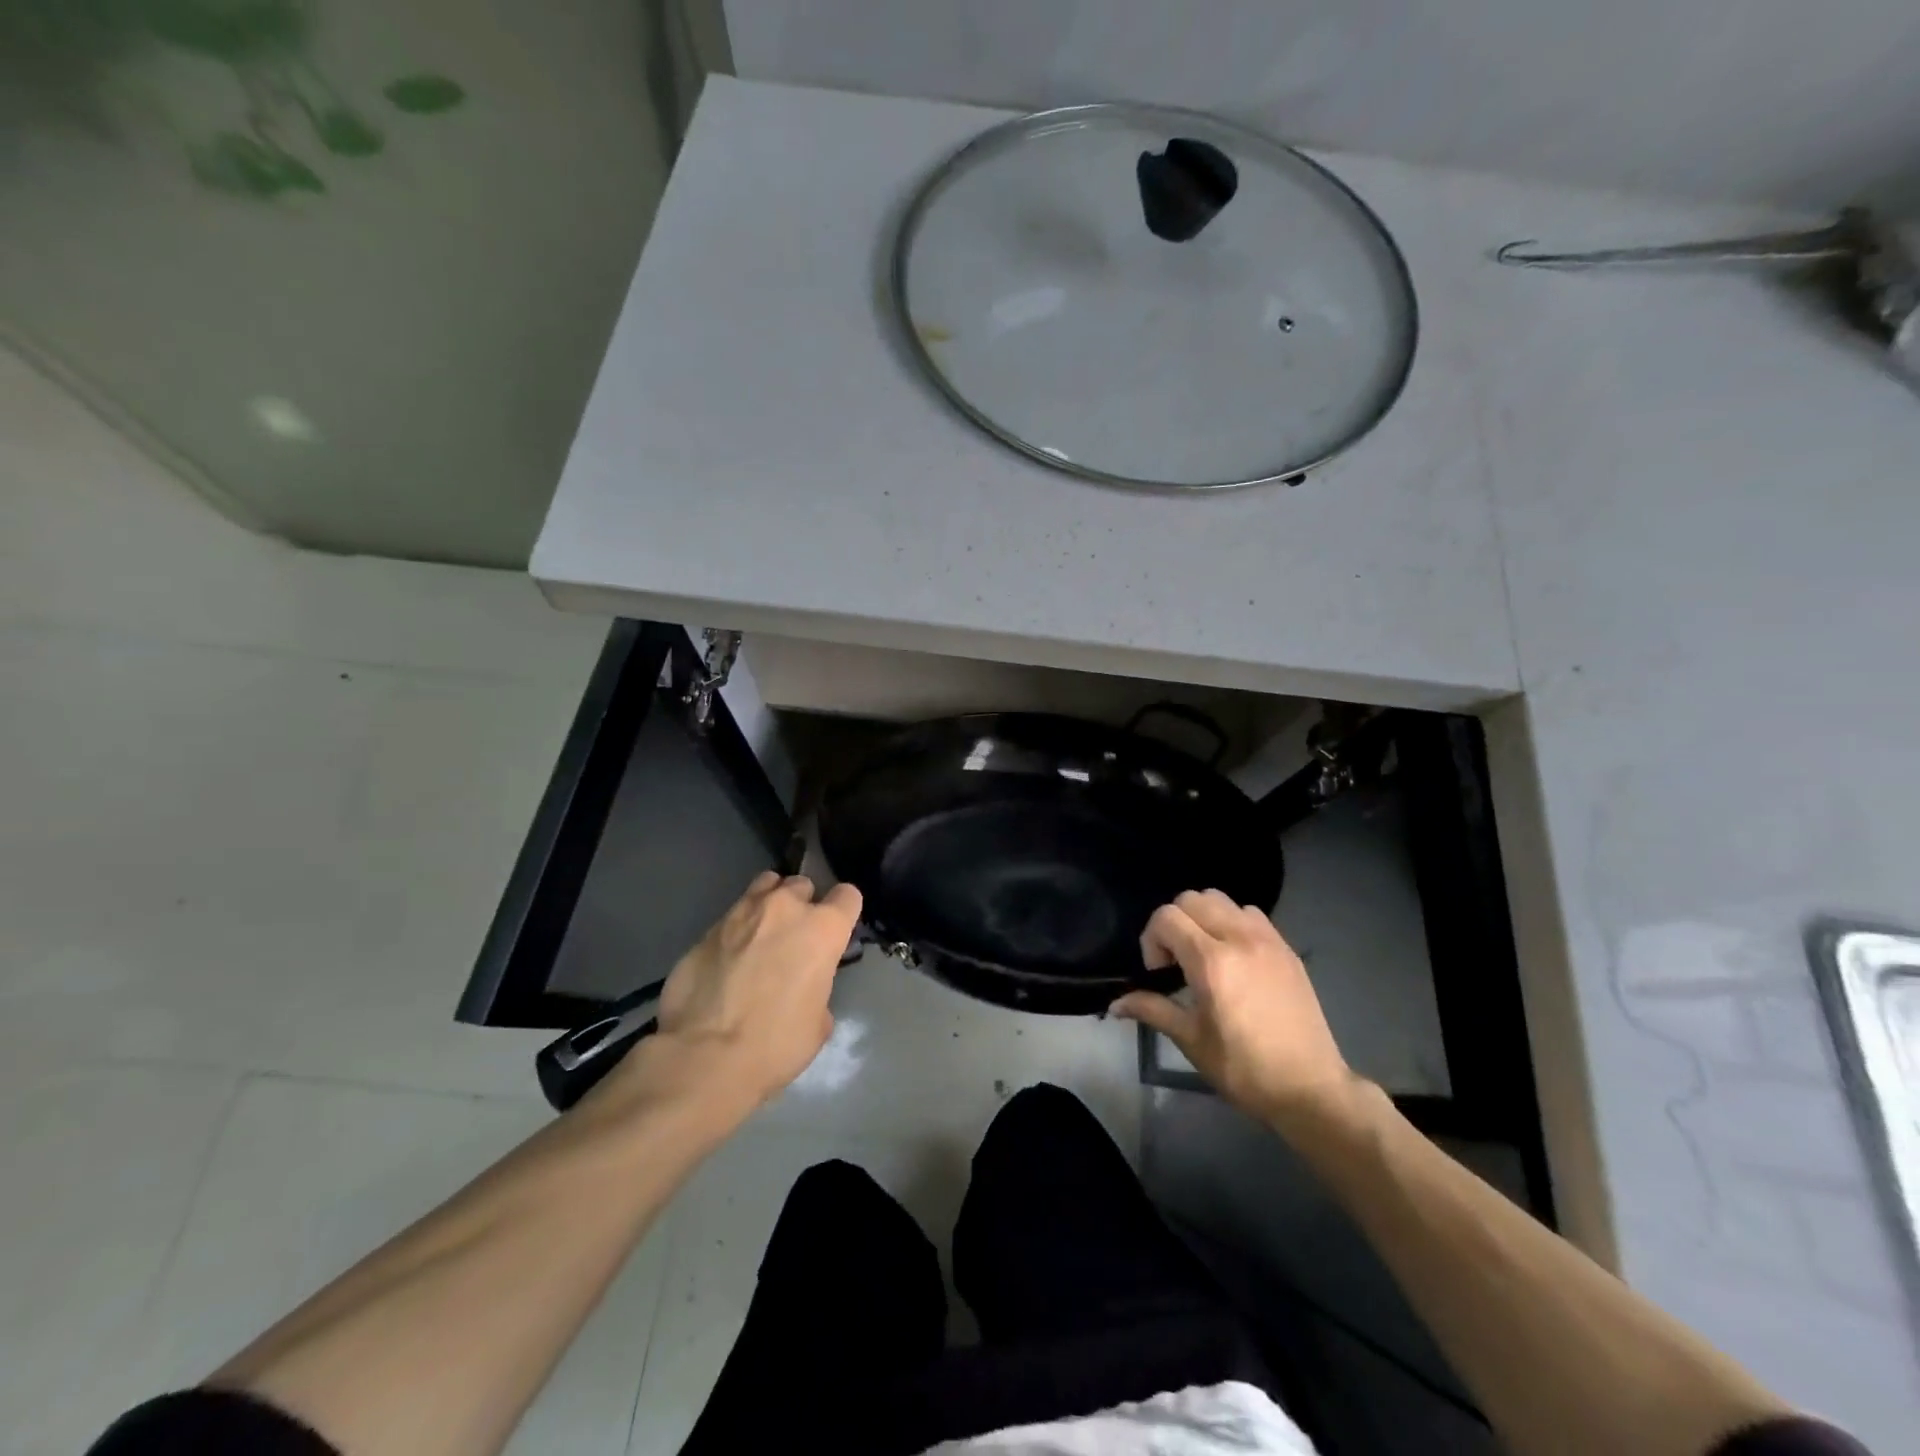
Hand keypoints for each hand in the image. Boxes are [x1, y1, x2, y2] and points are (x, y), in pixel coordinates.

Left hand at [641, 871, 862, 1108]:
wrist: (705, 1056)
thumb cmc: (776, 1044)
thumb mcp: (818, 1023)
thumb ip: (817, 988)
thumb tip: (803, 989)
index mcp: (822, 929)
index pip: (848, 896)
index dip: (843, 912)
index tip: (835, 932)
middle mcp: (785, 908)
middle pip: (802, 885)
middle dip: (802, 905)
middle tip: (794, 937)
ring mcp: (741, 913)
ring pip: (764, 887)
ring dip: (768, 905)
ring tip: (761, 933)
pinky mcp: (706, 929)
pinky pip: (731, 917)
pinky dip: (735, 931)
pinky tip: (728, 959)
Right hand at [1111, 889, 1358, 1130]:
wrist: (1310, 1089)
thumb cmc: (1244, 1069)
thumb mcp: (1191, 1040)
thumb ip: (1152, 1009)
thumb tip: (1115, 1004)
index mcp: (1212, 961)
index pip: (1166, 917)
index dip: (1152, 940)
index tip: (1160, 973)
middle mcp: (1239, 939)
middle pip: (1192, 898)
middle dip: (1174, 924)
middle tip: (1178, 962)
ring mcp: (1267, 940)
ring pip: (1222, 900)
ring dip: (1204, 918)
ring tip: (1206, 955)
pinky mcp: (1286, 948)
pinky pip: (1250, 914)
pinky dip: (1233, 923)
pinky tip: (1236, 959)